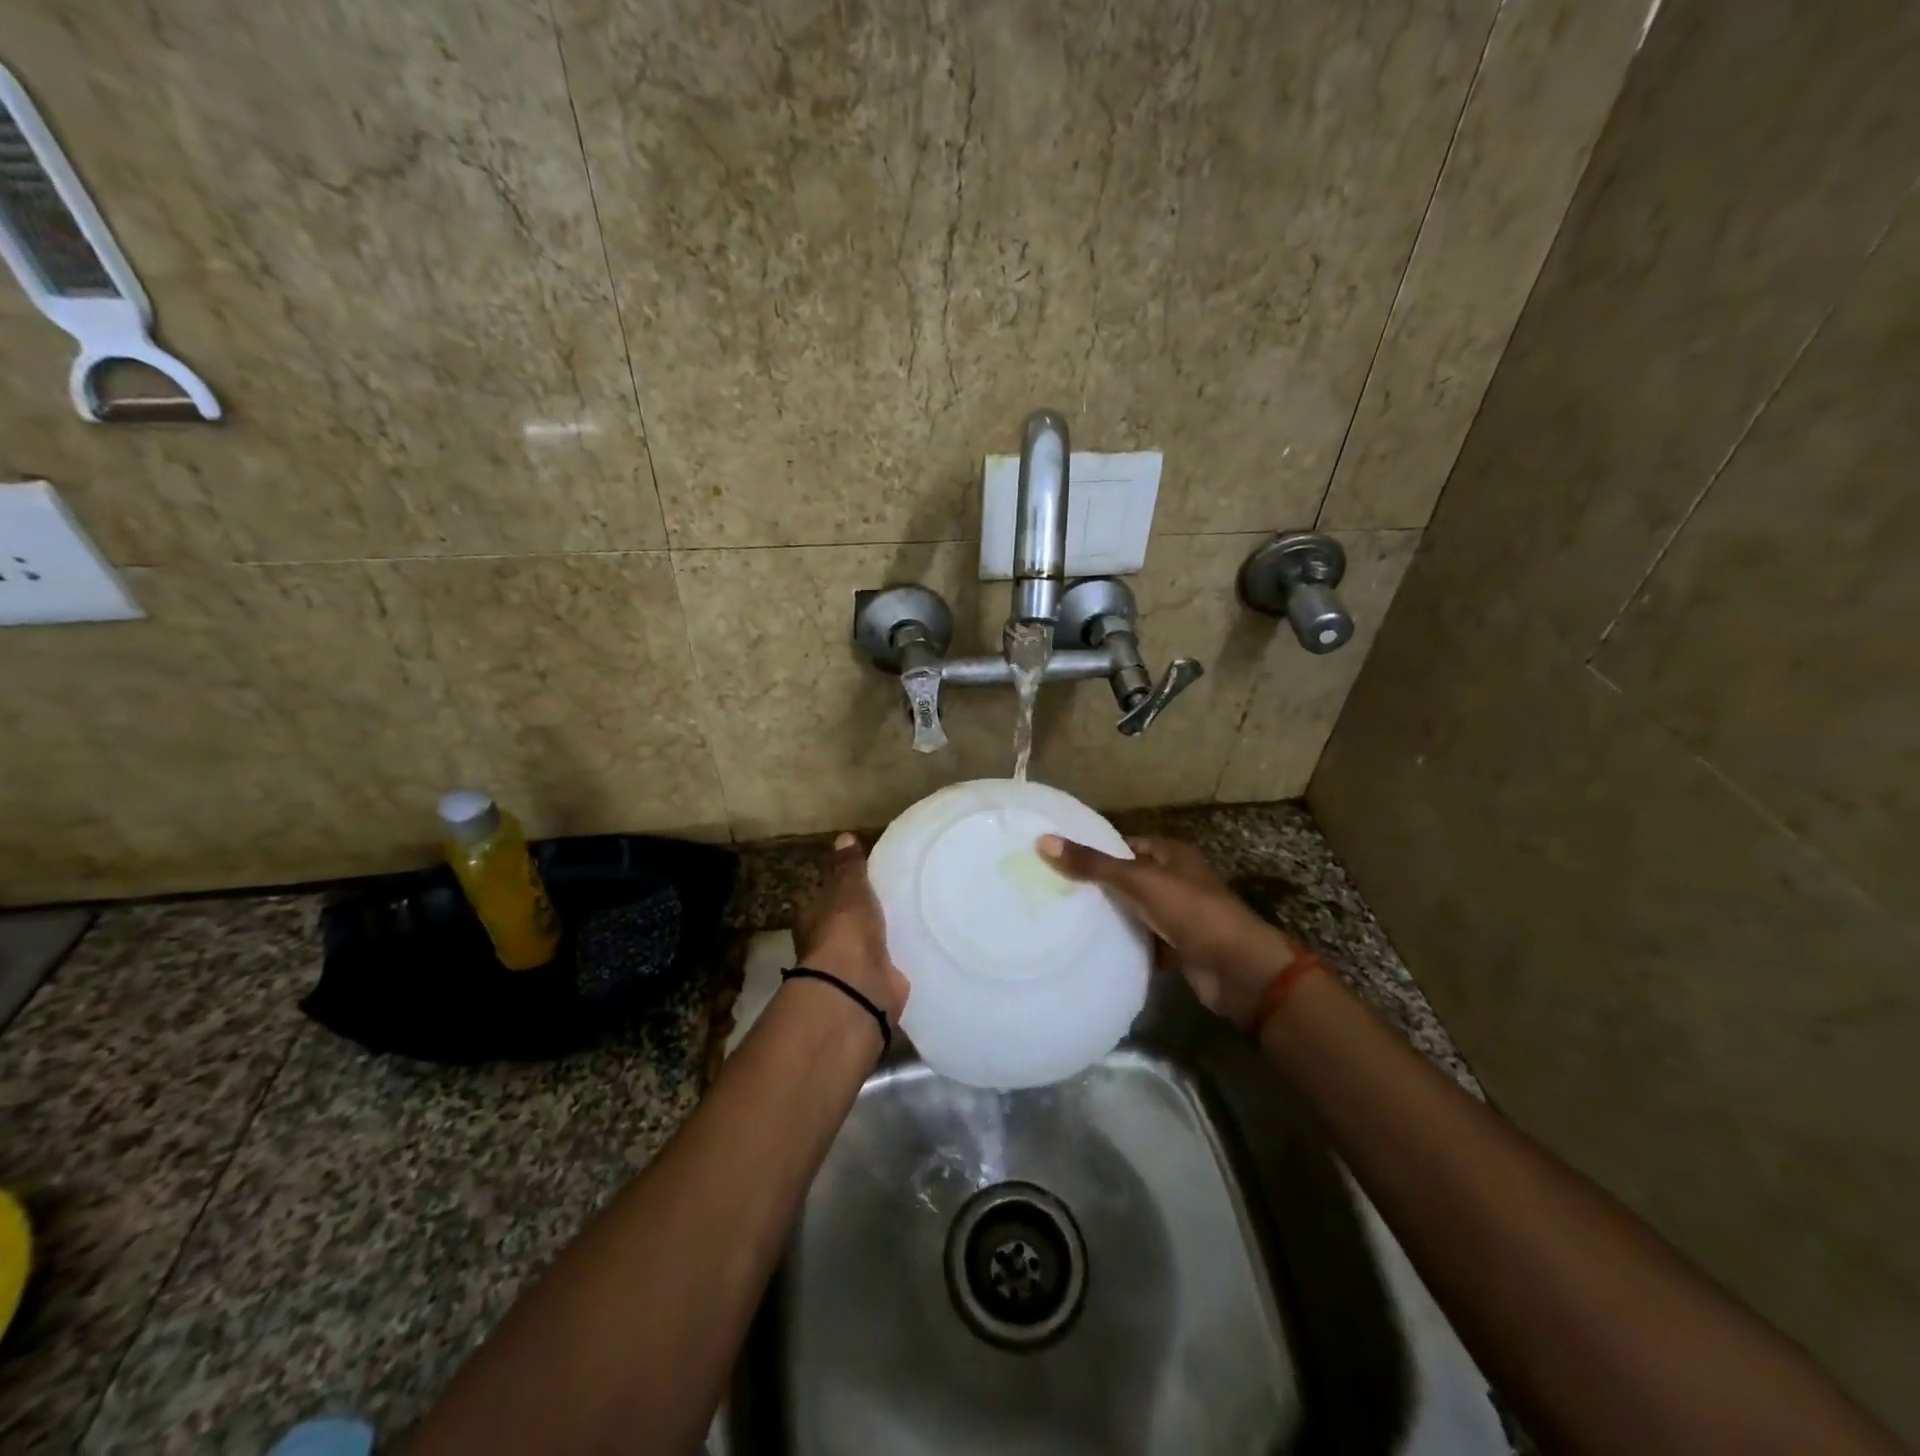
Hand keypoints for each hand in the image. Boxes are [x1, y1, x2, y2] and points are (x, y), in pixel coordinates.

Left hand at [792, 833, 910, 1024]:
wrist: (857, 987)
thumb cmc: (845, 930)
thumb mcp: (848, 888)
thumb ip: (848, 866)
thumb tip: (843, 837)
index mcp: (812, 920)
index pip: (825, 900)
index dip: (840, 890)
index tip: (863, 882)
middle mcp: (826, 947)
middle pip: (846, 927)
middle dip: (864, 918)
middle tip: (893, 899)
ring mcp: (850, 971)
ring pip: (868, 948)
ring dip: (884, 940)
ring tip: (912, 920)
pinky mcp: (875, 987)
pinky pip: (889, 967)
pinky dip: (900, 960)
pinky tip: (919, 946)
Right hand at [1038, 833, 1298, 1026]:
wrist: (1236, 969)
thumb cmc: (1190, 911)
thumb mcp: (1138, 880)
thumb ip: (1092, 864)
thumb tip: (1043, 841)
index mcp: (1172, 854)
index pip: (1125, 844)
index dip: (1095, 850)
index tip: (1058, 859)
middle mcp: (1175, 880)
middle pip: (1127, 878)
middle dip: (1097, 885)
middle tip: (1053, 890)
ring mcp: (1177, 915)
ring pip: (1134, 910)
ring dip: (1109, 916)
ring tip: (1063, 917)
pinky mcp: (1176, 947)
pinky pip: (1142, 941)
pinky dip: (1123, 944)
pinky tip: (1091, 948)